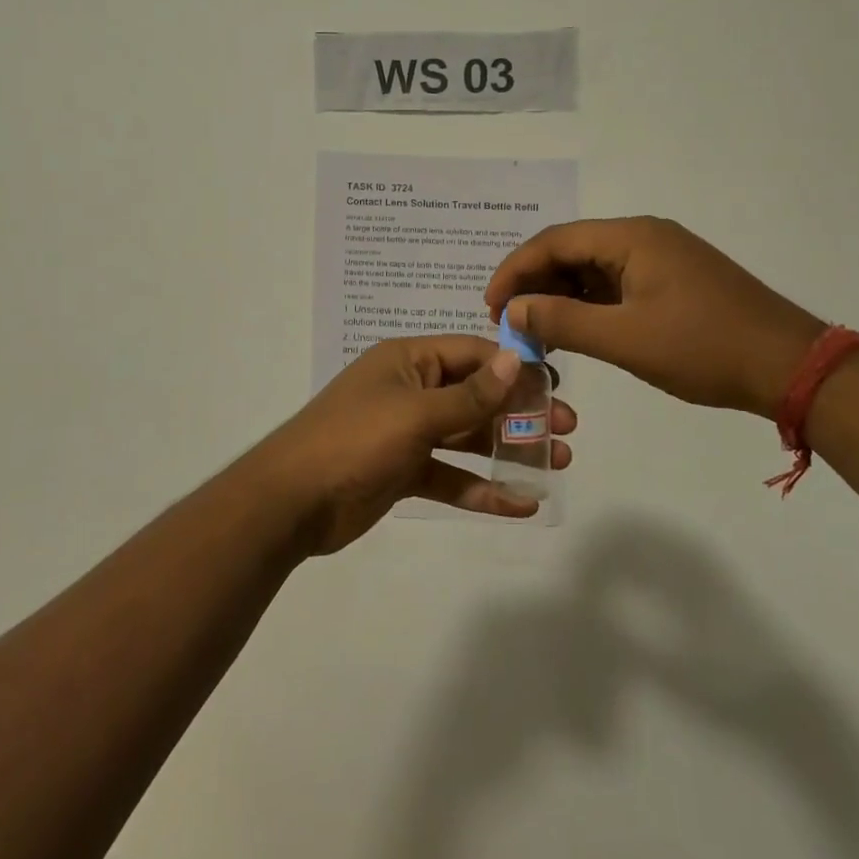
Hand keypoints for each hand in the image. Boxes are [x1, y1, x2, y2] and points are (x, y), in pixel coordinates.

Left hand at [256, 336, 576, 555]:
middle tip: (567, 429)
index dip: (515, 367)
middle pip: (476, 396)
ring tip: (557, 463)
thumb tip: (516, 360)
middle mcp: (411, 390)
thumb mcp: (415, 413)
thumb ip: (469, 395)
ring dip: (509, 449)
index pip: (473, 354)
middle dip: (520, 411)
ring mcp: (407, 433)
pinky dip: (482, 489)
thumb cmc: (355, 440)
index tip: (557, 385)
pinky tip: (521, 504)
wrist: (291, 502)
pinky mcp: (404, 472)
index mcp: (409, 361)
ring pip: (468, 437)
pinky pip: (451, 476)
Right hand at [484, 217, 823, 417]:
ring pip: (594, 267)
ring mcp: (663, 257)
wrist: (790, 366)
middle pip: (572, 249)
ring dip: (562, 294)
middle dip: (536, 283)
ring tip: (538, 329)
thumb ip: (562, 320)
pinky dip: (590, 303)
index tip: (490, 307)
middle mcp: (645, 236)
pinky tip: (578, 329)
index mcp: (631, 237)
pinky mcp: (676, 280)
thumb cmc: (703, 348)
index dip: (514, 271)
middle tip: (510, 322)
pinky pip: (618, 282)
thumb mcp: (624, 339)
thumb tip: (513, 309)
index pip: (554, 241)